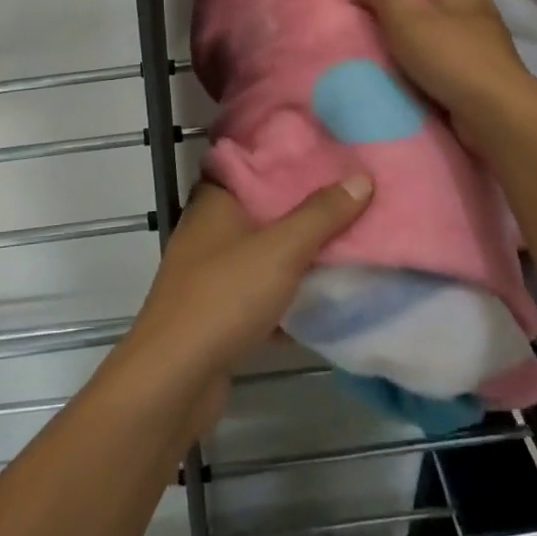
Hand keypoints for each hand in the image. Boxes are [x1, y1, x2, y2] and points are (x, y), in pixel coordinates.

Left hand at [114, 177, 371, 433]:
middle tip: (353, 200)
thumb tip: (361, 177)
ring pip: (265, 256)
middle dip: (305, 211)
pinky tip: (327, 303)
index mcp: (215, 202)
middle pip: (263, 212)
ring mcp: (211, 275)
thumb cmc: (224, 296)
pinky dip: (289, 299)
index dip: (287, 160)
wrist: (175, 378)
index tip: (329, 157)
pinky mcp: (219, 315)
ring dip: (299, 258)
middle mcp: (209, 231)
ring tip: (350, 246)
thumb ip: (321, 215)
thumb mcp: (281, 250)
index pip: (251, 165)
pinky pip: (262, 297)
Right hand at [348, 0, 536, 141]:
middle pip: (440, 3)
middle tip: (380, 24)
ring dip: (420, 45)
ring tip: (388, 54)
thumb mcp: (403, 14)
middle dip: (411, 13)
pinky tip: (409, 80)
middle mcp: (479, 12)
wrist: (493, 110)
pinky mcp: (483, 77)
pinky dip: (432, 70)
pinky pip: (450, 65)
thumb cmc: (447, 51)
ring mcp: (484, 47)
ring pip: (444, 36)